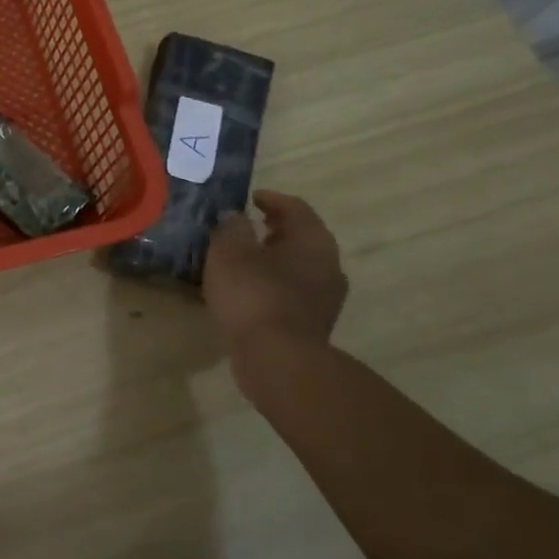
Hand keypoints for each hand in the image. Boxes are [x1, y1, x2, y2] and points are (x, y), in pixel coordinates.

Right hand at [202, 190, 347, 347]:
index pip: (295, 207)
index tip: (249, 198)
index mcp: (313, 240)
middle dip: (273, 229)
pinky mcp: (313, 323)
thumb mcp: (229, 251)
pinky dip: (272, 284)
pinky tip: (247, 291)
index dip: (270, 199)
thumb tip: (235, 216)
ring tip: (241, 260)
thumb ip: (231, 227)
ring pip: (297, 266)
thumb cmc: (253, 294)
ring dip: (273, 259)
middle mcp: (328, 264)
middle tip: (244, 226)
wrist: (278, 360)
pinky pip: (292, 292)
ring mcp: (325, 297)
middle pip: (300, 237)